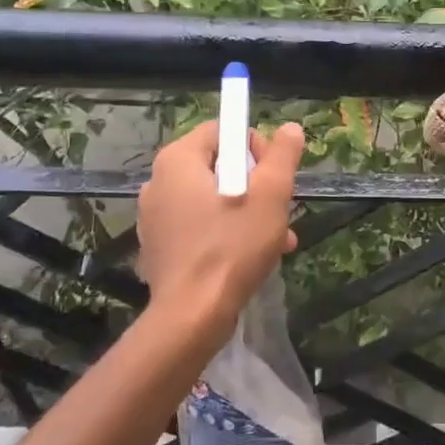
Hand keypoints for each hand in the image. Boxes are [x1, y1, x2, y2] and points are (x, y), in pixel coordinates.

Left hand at [137, 119, 305, 339]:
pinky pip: (199, 226)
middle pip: (218, 166)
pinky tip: (252, 257)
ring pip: (212, 200)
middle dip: (255, 185)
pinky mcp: (159, 247)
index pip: (221, 130)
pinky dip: (226, 233)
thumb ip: (282, 156)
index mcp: (178, 160)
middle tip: (278, 210)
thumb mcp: (270, 196)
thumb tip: (290, 128)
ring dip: (247, 212)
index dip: (255, 146)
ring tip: (277, 239)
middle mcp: (158, 182)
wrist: (192, 316)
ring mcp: (155, 217)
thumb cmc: (232, 247)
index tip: (273, 177)